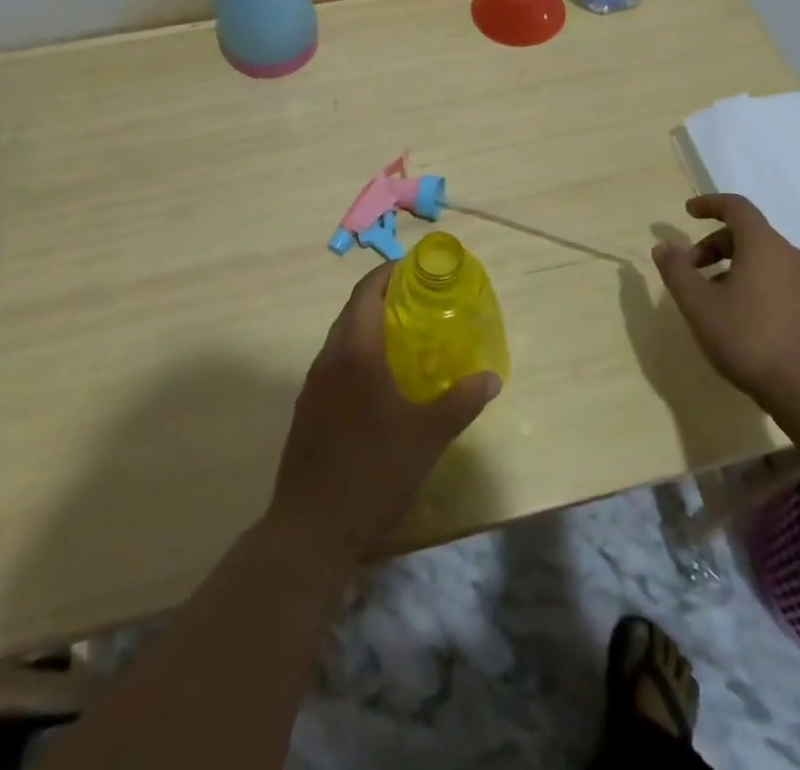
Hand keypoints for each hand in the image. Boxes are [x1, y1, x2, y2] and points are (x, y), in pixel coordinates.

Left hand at [268, 261, 500, 563]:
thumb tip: (491, 378)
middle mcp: (329, 358)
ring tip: (404, 336)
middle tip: (419, 300)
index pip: (366, 292)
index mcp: (355, 352)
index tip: (416, 270)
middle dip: (383, 297)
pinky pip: (334, 363)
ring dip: (369, 326)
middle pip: (353, 310)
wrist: (312, 528)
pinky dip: (357, 353)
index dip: (389, 273)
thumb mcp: (427, 436)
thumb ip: (461, 402)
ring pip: (341, 337)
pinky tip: (379, 380)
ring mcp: (313, 384)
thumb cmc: (373, 472)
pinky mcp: (307, 408)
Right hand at [650, 193, 799, 410]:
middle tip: (690, 268)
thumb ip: (677, 271)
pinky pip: (777, 281)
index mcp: (763, 246)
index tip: (688, 212)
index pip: (737, 207)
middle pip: (748, 234)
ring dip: (732, 266)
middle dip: (713, 244)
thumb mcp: (698, 305)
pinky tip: (739, 317)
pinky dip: (752, 284)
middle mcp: (789, 256)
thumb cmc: (748, 339)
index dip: (710, 204)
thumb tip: (663, 246)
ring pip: (763, 259)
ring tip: (711, 297)